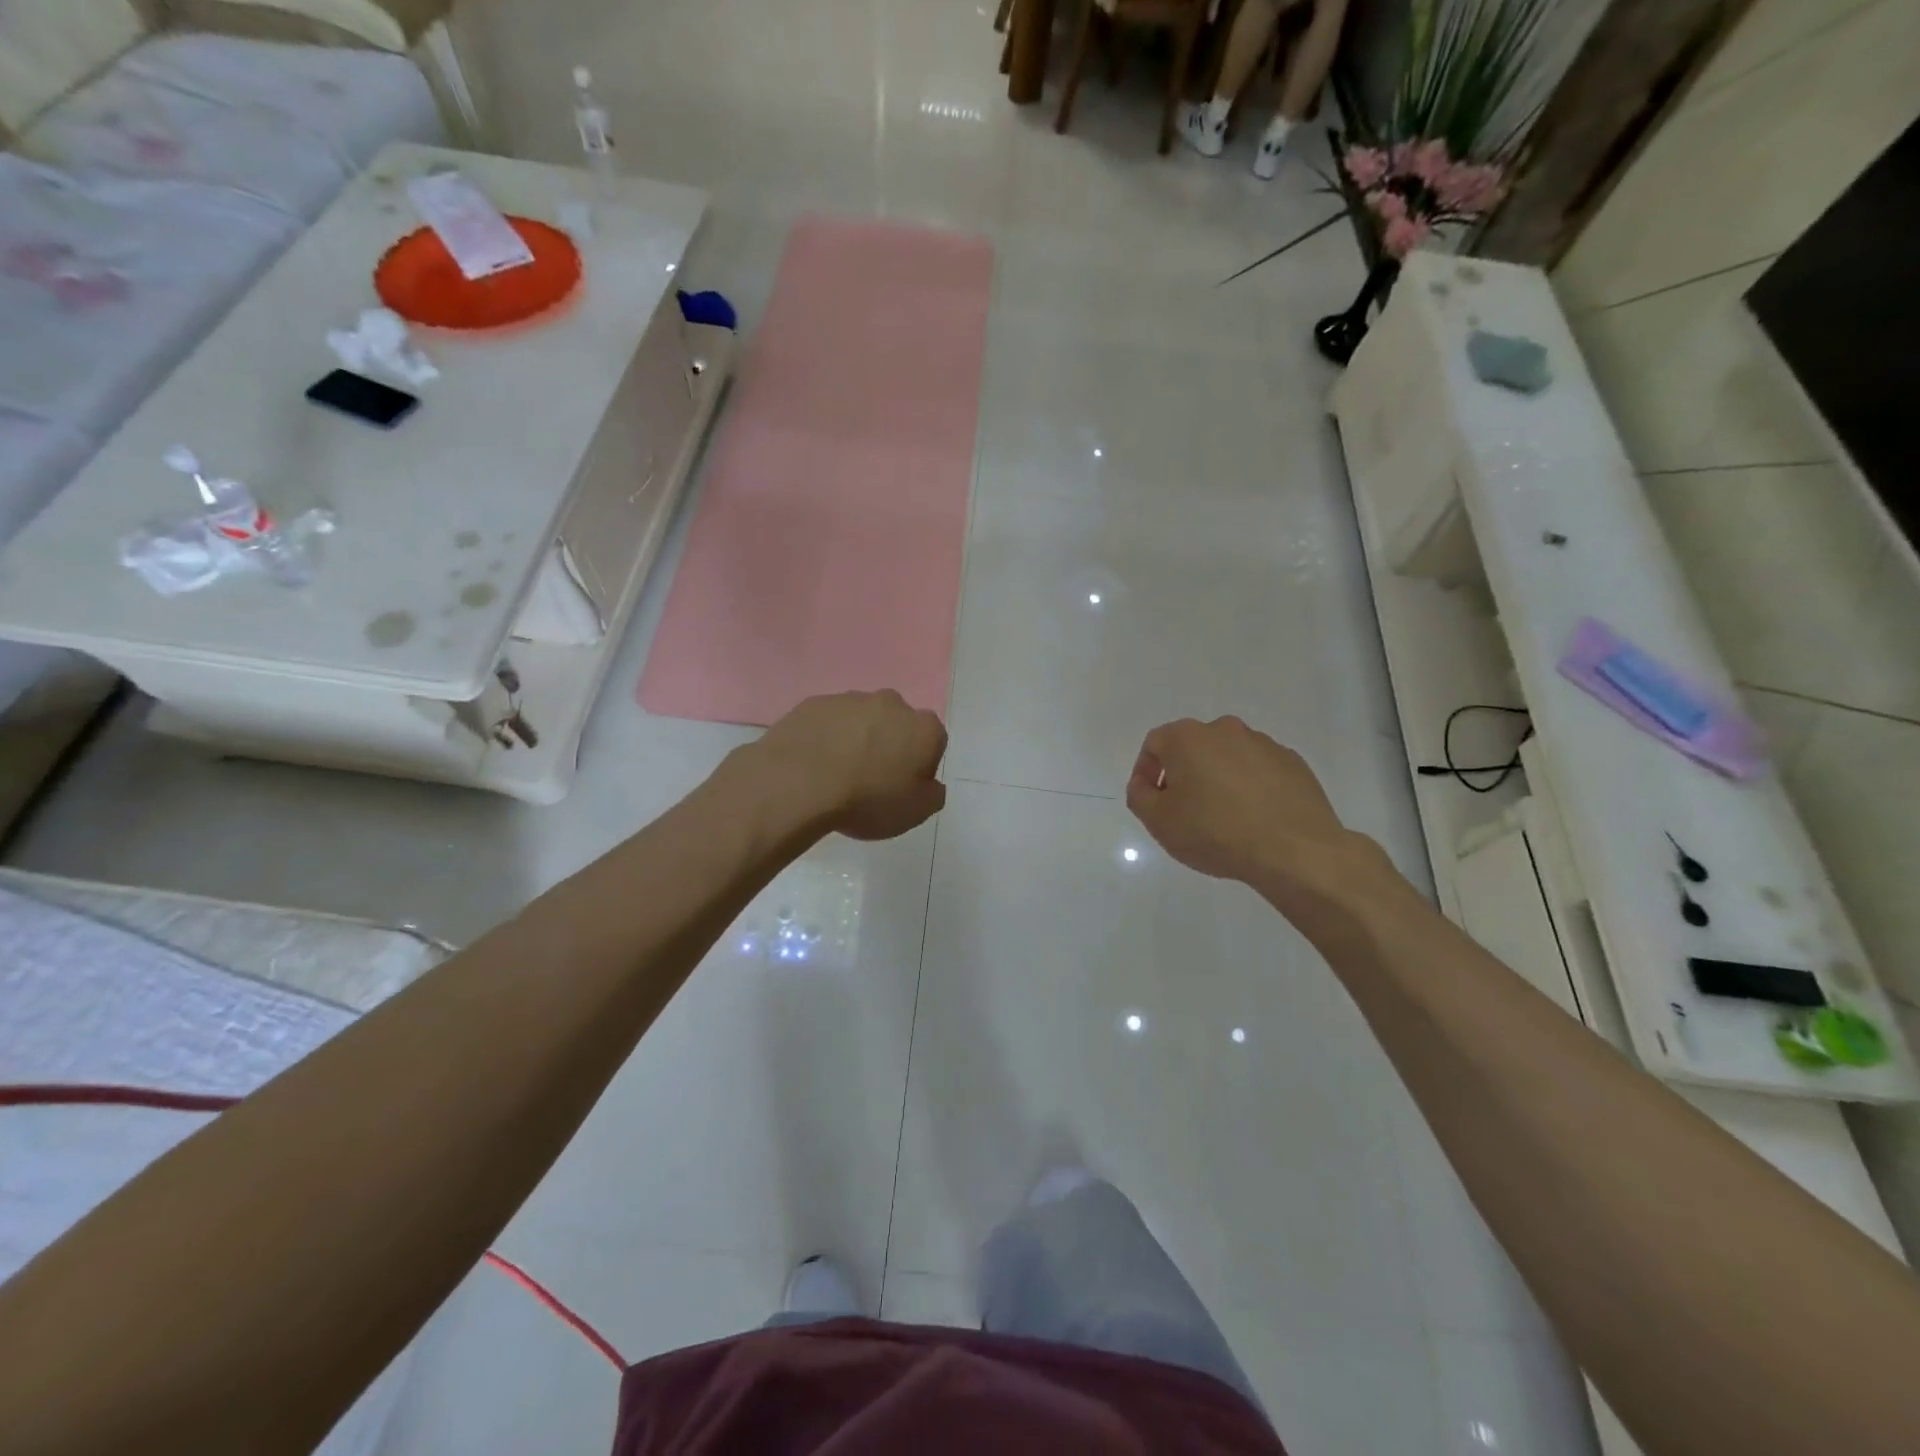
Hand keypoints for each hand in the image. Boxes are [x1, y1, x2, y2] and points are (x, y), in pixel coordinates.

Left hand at [752, 690, 947, 840]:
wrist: (800, 783)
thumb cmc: (868, 799)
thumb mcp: (915, 812)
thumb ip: (932, 795)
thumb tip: (930, 785)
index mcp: (924, 728)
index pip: (933, 743)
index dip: (920, 767)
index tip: (902, 788)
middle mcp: (892, 703)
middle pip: (897, 725)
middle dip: (889, 746)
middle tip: (871, 780)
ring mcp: (851, 699)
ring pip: (862, 720)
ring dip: (857, 739)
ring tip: (837, 773)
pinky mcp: (815, 702)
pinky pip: (829, 721)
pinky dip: (827, 737)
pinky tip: (815, 763)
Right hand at [1126, 716, 1368, 904]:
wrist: (1293, 850)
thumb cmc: (1215, 832)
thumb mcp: (1159, 821)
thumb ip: (1139, 796)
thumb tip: (1143, 783)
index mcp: (1188, 737)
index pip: (1155, 744)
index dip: (1146, 771)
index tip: (1151, 801)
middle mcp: (1225, 730)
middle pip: (1193, 747)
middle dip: (1184, 774)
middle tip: (1184, 810)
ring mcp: (1264, 744)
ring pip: (1228, 758)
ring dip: (1218, 779)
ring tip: (1222, 818)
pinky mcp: (1293, 763)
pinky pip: (1259, 771)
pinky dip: (1250, 788)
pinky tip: (1253, 819)